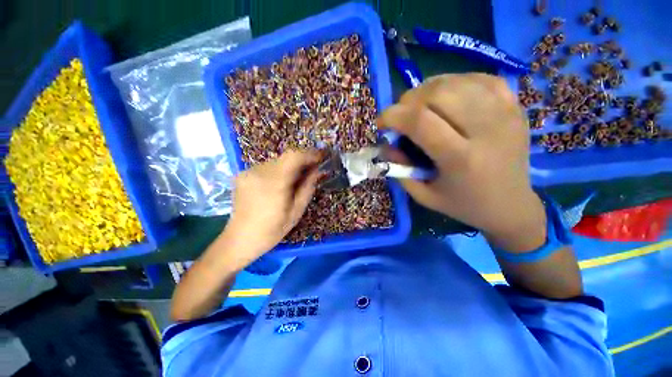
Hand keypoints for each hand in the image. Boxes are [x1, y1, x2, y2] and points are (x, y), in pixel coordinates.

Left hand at [222, 150, 321, 265]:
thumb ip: (307, 187)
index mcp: (275, 183)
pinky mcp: (243, 175)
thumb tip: (316, 170)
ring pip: (277, 162)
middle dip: (301, 162)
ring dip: (289, 168)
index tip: (320, 157)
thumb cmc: (272, 230)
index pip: (294, 157)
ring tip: (294, 182)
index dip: (309, 154)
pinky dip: (278, 172)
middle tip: (311, 171)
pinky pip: (267, 167)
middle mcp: (259, 172)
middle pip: (286, 157)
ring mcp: (249, 172)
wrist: (240, 239)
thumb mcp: (296, 212)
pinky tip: (278, 186)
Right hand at [380, 74, 545, 251]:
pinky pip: (480, 79)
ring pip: (457, 82)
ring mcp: (505, 113)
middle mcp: (486, 130)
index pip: (420, 121)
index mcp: (461, 159)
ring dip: (428, 90)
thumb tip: (386, 143)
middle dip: (408, 100)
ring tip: (419, 106)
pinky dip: (455, 83)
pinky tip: (447, 97)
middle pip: (438, 93)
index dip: (393, 115)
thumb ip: (399, 169)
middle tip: (401, 115)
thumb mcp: (423, 195)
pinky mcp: (514, 106)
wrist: (511, 205)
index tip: (381, 123)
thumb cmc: (463, 204)